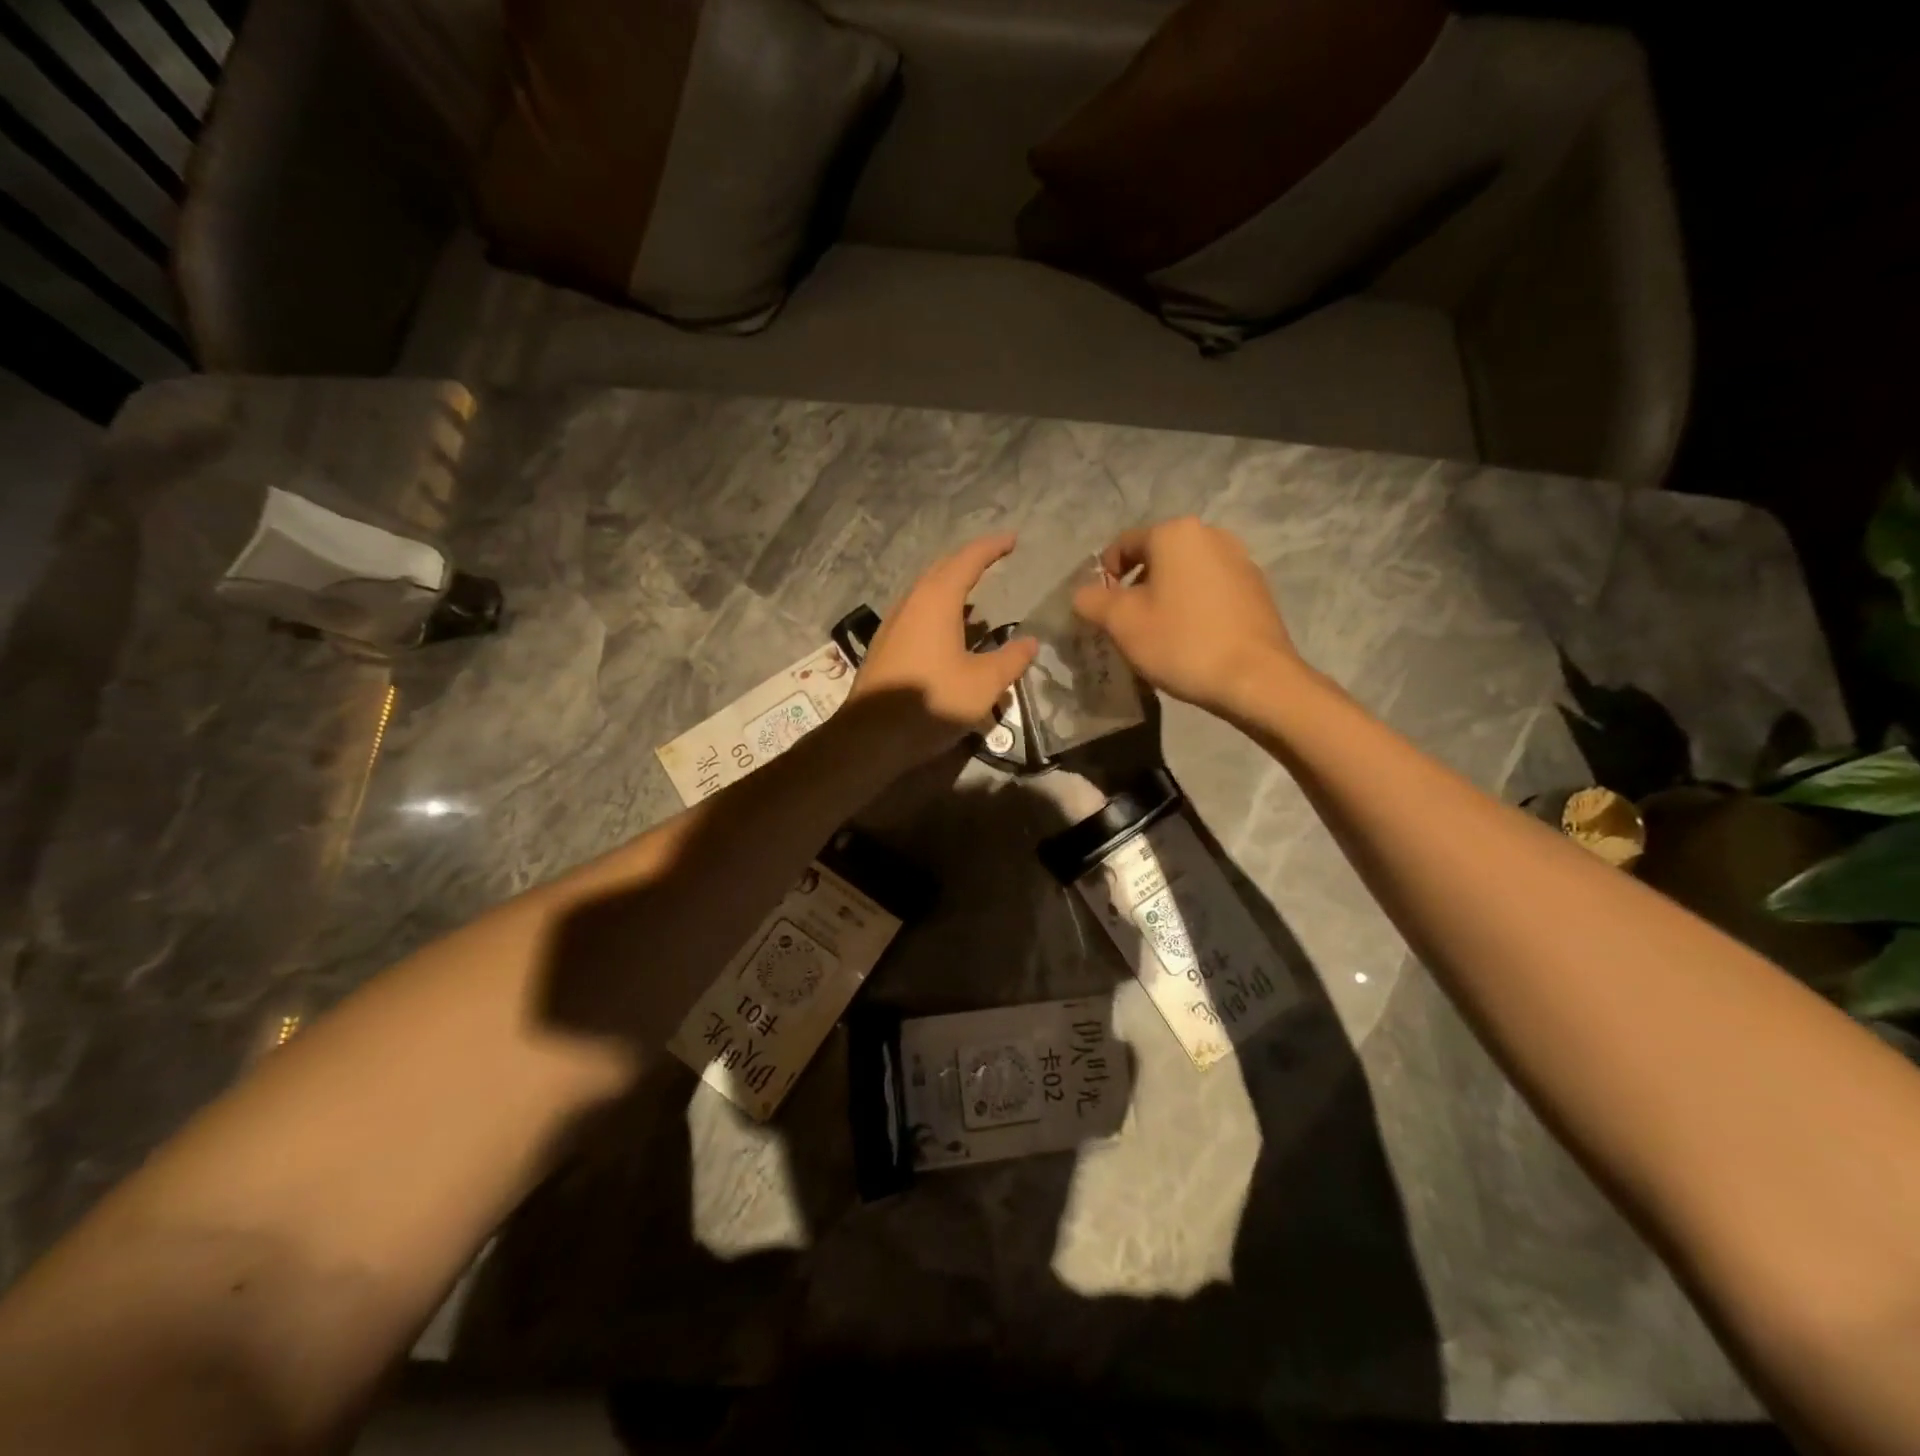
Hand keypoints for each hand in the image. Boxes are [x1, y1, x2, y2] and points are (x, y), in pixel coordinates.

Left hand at [849, 532, 1038, 758]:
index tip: (1012, 539)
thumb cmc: (932, 702)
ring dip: (950, 588)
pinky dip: (937, 611)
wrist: (871, 736)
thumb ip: (1011, 659)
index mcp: (936, 601)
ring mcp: (892, 625)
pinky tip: (948, 633)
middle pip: (941, 570)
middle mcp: (911, 604)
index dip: (991, 547)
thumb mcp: (984, 684)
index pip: (967, 561)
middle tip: (993, 560)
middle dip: (968, 562)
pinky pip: (916, 614)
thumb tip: (1031, 642)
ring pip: (925, 593)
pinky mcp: (884, 647)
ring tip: (975, 598)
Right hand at [1072, 518, 1301, 715]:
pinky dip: (1192, 606)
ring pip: (1184, 574)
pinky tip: (1191, 639)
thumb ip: (1092, 600)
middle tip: (1126, 626)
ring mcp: (1240, 560)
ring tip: (1159, 634)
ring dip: (1164, 597)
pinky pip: (1210, 590)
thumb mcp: (1121, 623)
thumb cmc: (1181, 642)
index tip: (1099, 611)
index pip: (1122, 545)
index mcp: (1174, 533)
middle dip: (1135, 588)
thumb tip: (1084, 593)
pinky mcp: (1256, 588)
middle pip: (1156, 557)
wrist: (1255, 678)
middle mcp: (1210, 535)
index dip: (1102, 577)